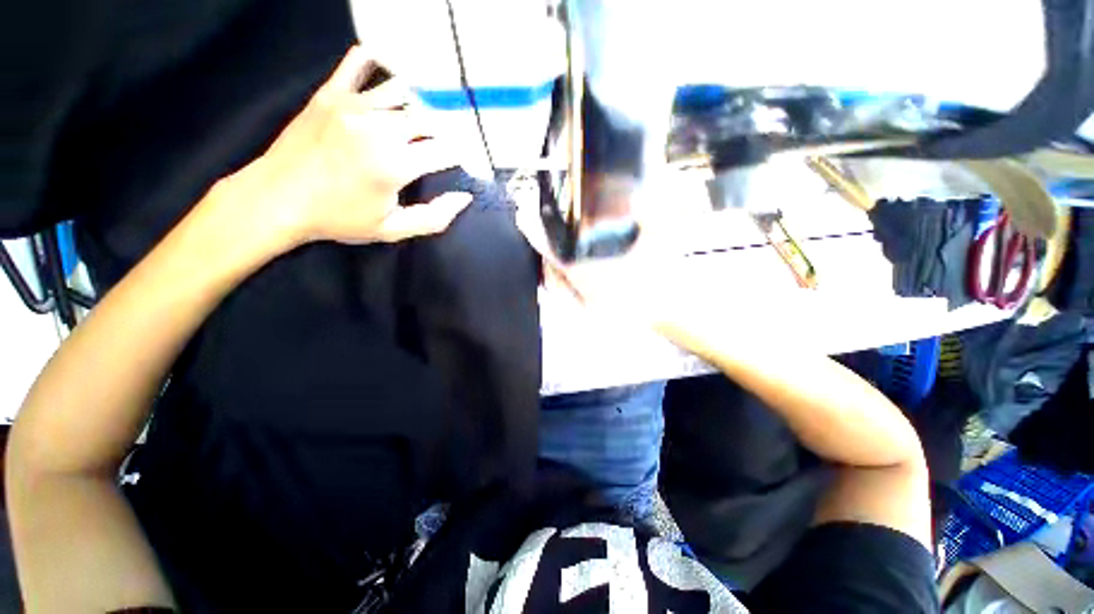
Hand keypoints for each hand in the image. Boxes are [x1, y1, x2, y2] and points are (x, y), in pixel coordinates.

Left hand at [233, 45, 472, 247]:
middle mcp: (379, 128)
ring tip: (420, 121)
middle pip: (429, 119)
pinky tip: (385, 69)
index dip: (462, 157)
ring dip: (419, 106)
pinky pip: (358, 64)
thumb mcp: (392, 230)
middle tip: (442, 147)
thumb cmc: (338, 218)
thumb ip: (433, 218)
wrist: (276, 199)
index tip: (463, 164)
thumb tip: (464, 197)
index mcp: (396, 165)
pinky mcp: (331, 94)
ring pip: (404, 92)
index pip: (447, 151)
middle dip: (443, 134)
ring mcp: (353, 106)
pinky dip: (376, 62)